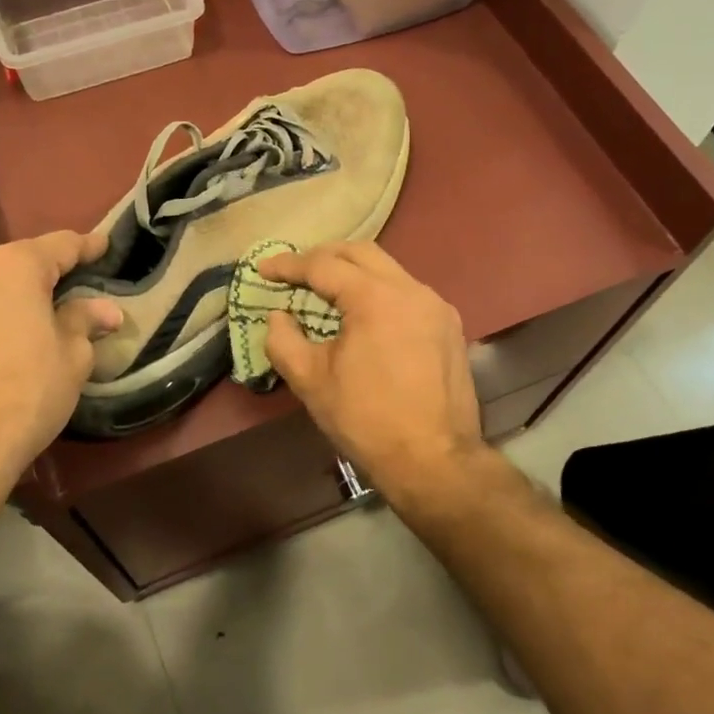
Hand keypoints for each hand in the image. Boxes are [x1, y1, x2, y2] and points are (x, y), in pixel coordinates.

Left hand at [0, 231, 121, 500]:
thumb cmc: (22, 397)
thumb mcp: (71, 360)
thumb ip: (84, 323)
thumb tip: (105, 310)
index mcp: (13, 267)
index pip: (59, 245)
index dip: (86, 247)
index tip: (102, 245)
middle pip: (16, 264)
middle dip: (44, 277)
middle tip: (70, 294)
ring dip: (8, 300)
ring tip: (29, 324)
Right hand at [259, 242, 483, 505]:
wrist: (434, 461)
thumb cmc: (366, 420)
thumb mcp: (311, 380)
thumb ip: (283, 339)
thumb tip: (278, 315)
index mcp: (376, 298)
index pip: (324, 266)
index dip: (289, 265)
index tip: (263, 268)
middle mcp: (411, 290)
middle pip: (361, 253)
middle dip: (324, 256)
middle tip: (296, 270)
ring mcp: (436, 306)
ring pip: (388, 270)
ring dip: (354, 272)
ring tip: (326, 290)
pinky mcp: (449, 327)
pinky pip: (407, 292)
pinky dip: (379, 291)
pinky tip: (365, 315)